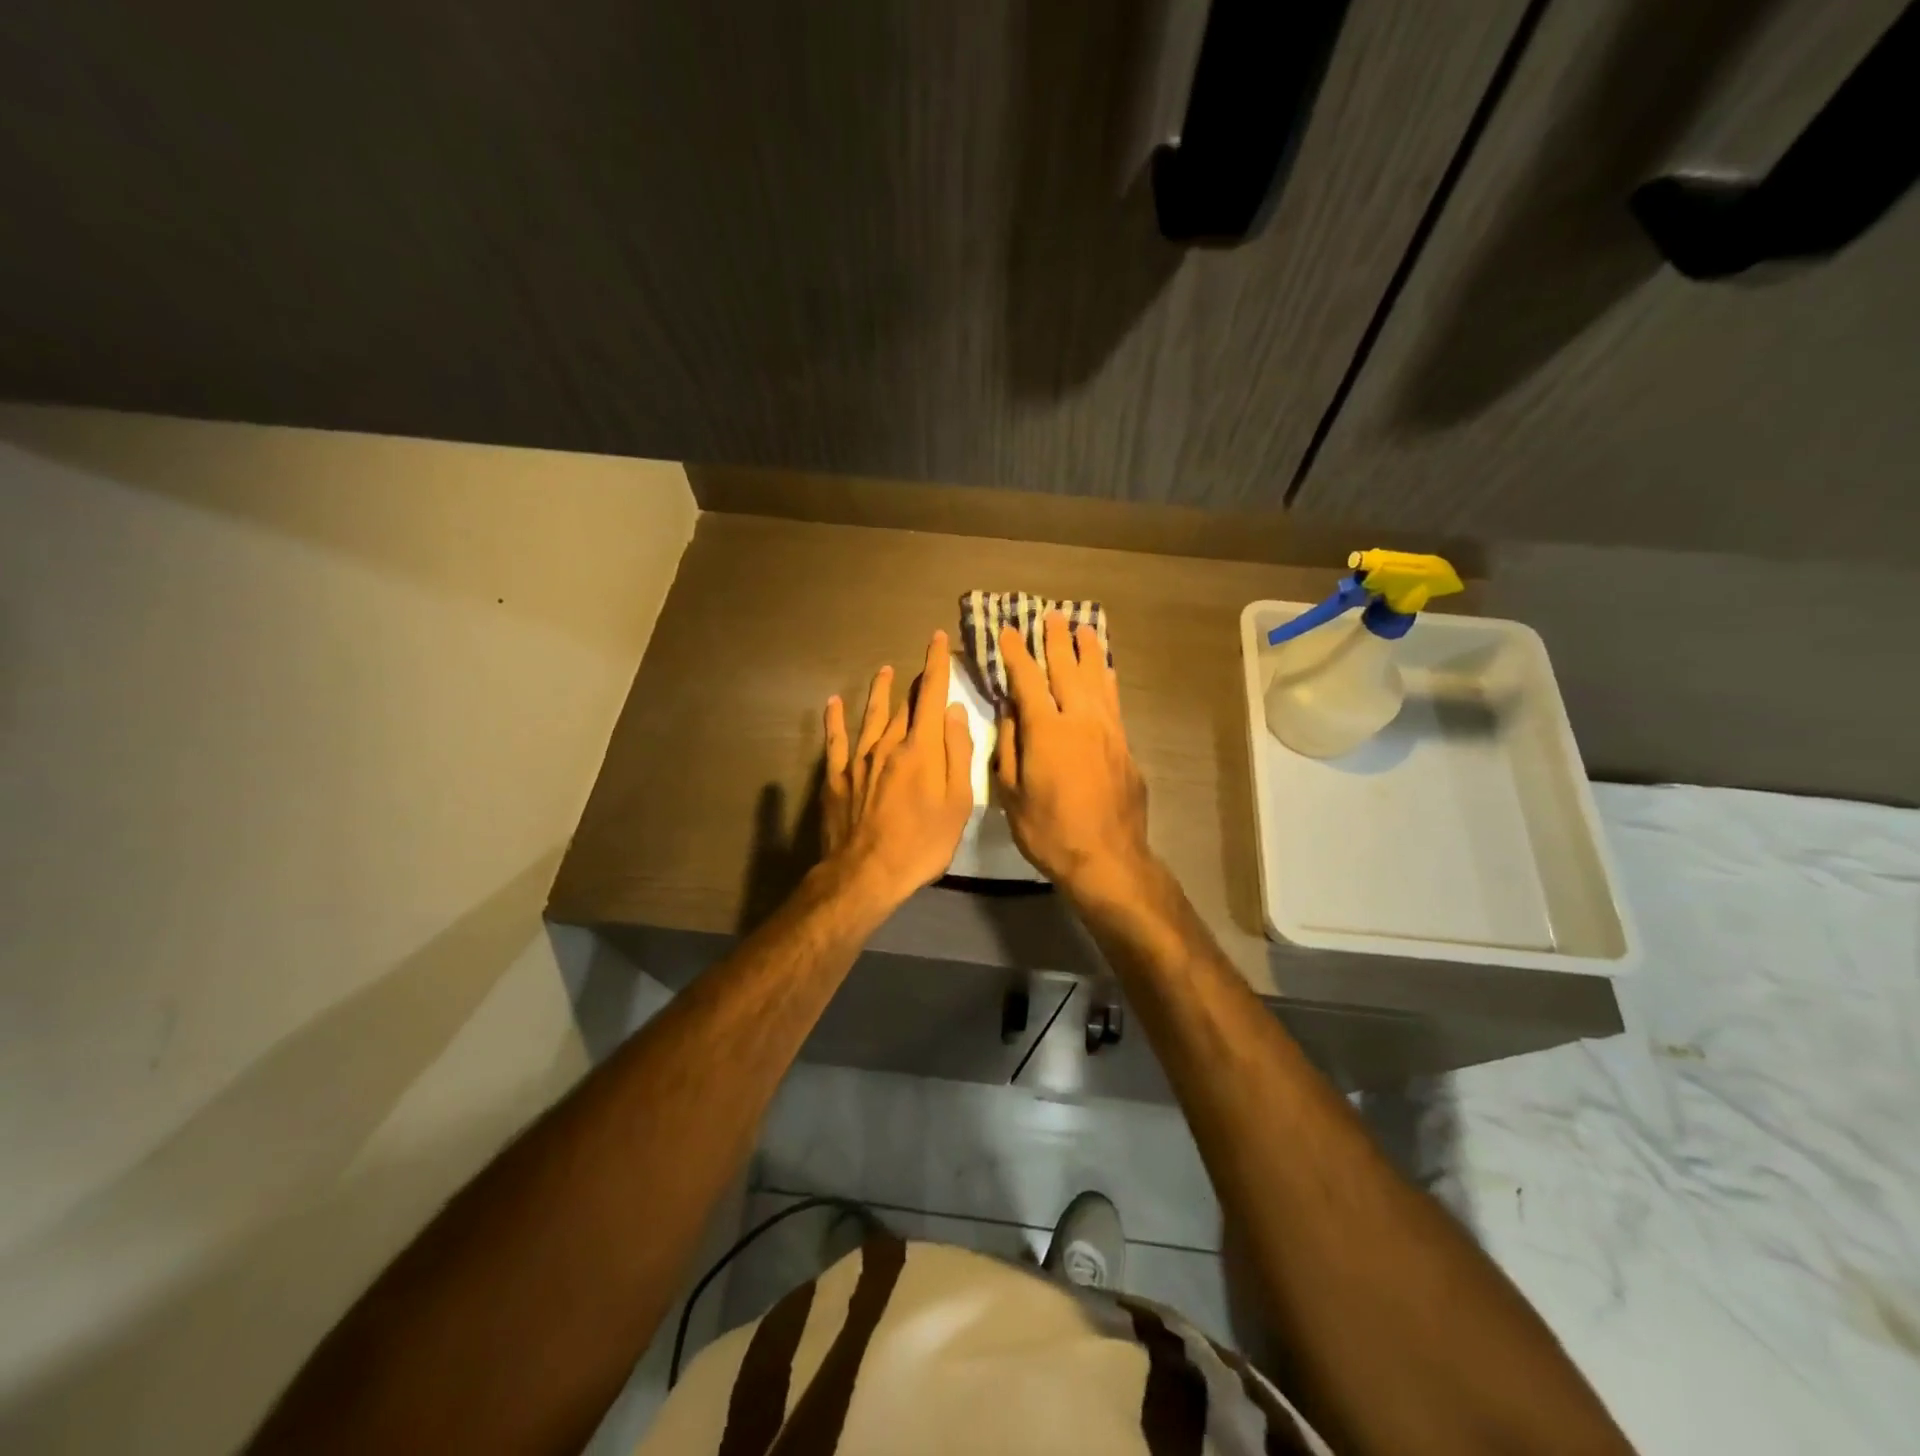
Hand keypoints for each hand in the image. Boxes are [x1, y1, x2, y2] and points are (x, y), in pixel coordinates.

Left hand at [821, 631, 974, 907]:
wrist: (866, 873)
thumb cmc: (923, 843)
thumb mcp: (957, 802)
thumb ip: (957, 752)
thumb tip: (953, 711)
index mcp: (921, 748)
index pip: (931, 695)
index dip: (936, 664)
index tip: (937, 638)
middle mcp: (888, 744)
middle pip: (905, 705)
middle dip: (917, 681)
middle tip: (923, 662)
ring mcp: (858, 760)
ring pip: (871, 716)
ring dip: (880, 692)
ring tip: (883, 671)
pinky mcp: (837, 777)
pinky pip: (835, 741)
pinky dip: (835, 719)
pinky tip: (834, 703)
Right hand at [996, 612, 1152, 899]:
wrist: (1107, 858)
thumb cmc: (1048, 830)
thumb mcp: (1010, 793)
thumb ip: (1008, 747)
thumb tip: (1010, 712)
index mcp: (1046, 729)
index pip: (1027, 679)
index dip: (1015, 653)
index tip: (1007, 631)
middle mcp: (1079, 719)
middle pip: (1066, 669)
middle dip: (1056, 641)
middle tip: (1051, 616)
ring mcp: (1107, 730)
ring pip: (1097, 679)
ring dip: (1088, 652)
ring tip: (1083, 629)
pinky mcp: (1125, 745)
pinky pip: (1114, 702)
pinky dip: (1108, 681)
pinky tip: (1107, 672)